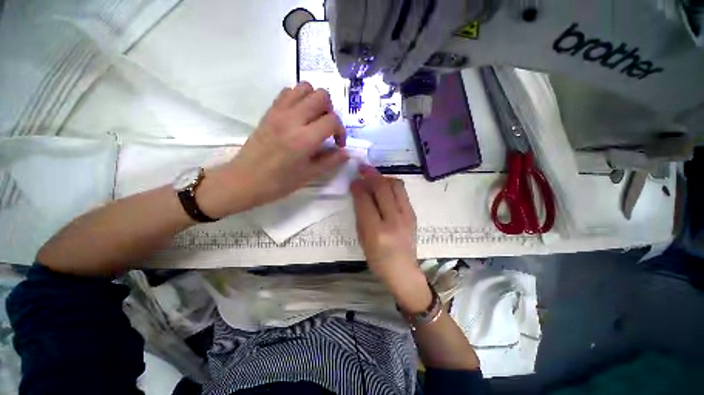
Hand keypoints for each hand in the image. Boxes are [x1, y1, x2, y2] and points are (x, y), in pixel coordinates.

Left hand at [201, 82, 348, 216]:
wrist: (244, 180)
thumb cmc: (279, 182)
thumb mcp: (309, 175)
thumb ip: (331, 161)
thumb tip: (346, 153)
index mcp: (304, 139)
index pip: (332, 120)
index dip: (341, 131)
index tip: (338, 144)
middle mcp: (293, 119)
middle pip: (321, 96)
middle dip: (330, 111)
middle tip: (327, 128)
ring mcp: (279, 112)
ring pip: (305, 87)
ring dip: (315, 100)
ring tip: (314, 119)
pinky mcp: (269, 111)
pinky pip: (288, 92)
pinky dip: (299, 98)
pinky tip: (299, 116)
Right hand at [351, 165, 431, 312]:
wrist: (403, 271)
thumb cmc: (377, 259)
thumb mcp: (363, 239)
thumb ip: (360, 214)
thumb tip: (359, 192)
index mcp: (377, 232)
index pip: (366, 201)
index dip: (358, 187)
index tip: (353, 180)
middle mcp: (394, 220)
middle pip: (383, 188)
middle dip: (371, 174)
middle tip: (362, 168)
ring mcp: (407, 216)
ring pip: (396, 185)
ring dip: (383, 177)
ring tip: (374, 177)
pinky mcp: (413, 214)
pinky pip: (402, 192)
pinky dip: (391, 185)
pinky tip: (384, 187)